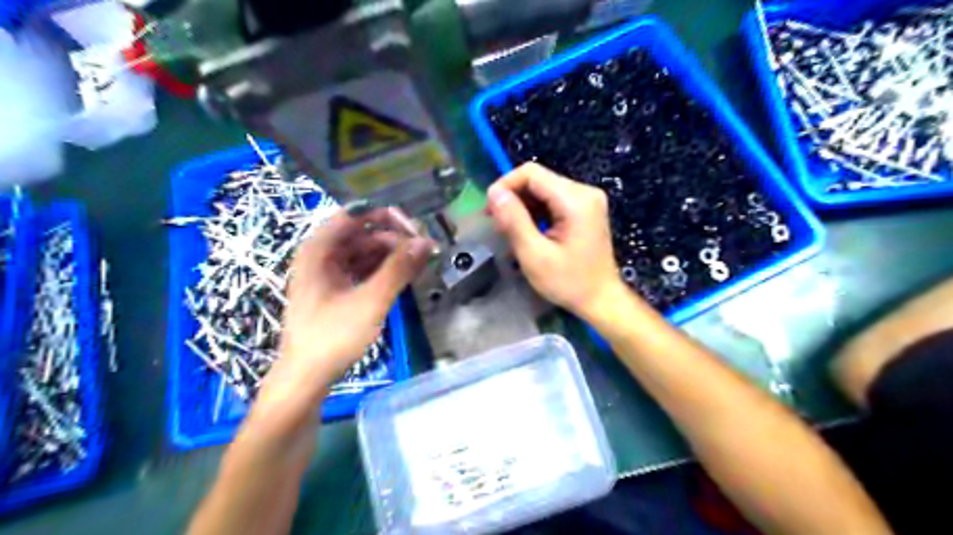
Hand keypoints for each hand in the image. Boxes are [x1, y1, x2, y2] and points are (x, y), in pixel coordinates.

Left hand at [272, 211, 432, 389]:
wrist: (306, 377)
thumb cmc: (332, 336)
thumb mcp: (370, 301)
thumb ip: (398, 269)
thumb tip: (426, 242)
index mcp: (319, 249)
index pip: (354, 215)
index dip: (385, 216)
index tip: (415, 229)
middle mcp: (321, 255)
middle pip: (362, 233)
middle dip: (394, 238)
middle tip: (424, 250)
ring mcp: (328, 274)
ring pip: (365, 252)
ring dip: (392, 254)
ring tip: (420, 262)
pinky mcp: (337, 290)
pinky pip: (364, 269)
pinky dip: (384, 270)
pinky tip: (404, 275)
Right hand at [487, 164, 629, 321]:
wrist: (601, 300)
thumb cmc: (568, 282)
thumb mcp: (534, 255)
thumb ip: (514, 221)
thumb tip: (494, 193)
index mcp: (575, 200)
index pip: (531, 173)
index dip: (505, 185)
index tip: (490, 210)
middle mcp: (584, 191)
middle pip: (538, 180)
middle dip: (513, 198)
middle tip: (497, 225)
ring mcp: (587, 200)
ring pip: (543, 190)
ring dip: (522, 206)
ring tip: (509, 231)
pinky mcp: (585, 210)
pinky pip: (553, 200)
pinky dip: (535, 212)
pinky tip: (527, 231)